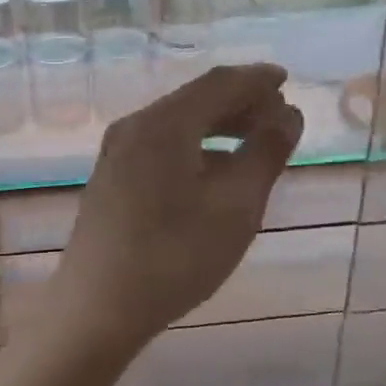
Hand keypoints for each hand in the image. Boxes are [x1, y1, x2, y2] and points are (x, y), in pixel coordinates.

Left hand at [51, 65, 304, 365]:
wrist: (97, 307)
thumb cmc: (175, 255)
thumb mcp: (236, 206)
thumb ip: (265, 153)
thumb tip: (288, 114)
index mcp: (164, 123)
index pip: (218, 83)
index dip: (256, 79)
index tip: (287, 79)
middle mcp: (135, 126)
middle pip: (194, 99)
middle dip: (239, 102)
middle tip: (278, 114)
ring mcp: (116, 152)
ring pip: (177, 123)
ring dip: (217, 125)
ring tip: (254, 141)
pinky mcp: (111, 177)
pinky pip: (160, 144)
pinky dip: (195, 145)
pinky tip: (214, 171)